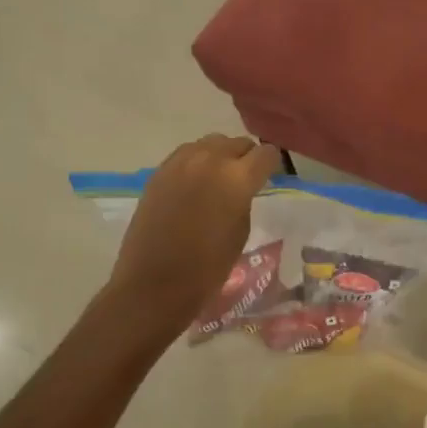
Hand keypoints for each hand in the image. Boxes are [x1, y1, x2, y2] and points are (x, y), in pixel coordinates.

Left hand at [105, 135, 281, 339]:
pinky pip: (186, 154)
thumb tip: (241, 187)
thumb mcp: (241, 231)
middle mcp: (210, 160)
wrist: (155, 284)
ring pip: (210, 143)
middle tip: (245, 180)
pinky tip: (196, 185)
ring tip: (219, 179)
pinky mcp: (159, 172)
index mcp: (237, 178)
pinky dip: (197, 162)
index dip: (271, 165)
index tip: (270, 177)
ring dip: (220, 156)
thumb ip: (244, 199)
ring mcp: (180, 163)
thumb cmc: (208, 267)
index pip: (266, 154)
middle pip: (238, 143)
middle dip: (246, 158)